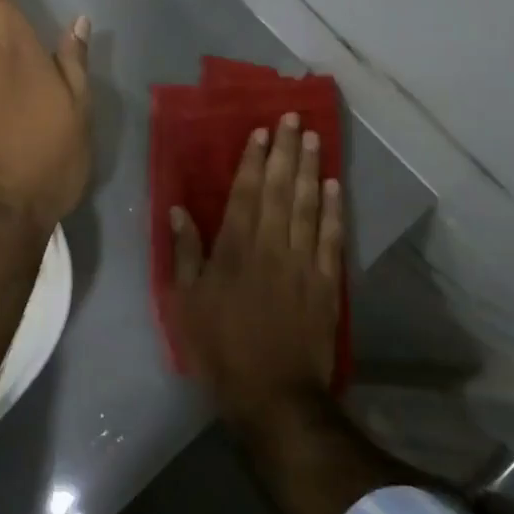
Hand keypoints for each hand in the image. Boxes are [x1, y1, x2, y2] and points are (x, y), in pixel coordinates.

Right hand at [169, 114, 343, 429]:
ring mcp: (303, 263)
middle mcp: (271, 247)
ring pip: (307, 206)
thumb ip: (185, 254)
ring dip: (311, 170)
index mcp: (235, 250)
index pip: (245, 193)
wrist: (274, 396)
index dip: (254, 160)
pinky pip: (331, 238)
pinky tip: (335, 187)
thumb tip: (179, 210)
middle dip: (286, 151)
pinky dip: (333, 211)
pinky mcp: (326, 283)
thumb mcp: (186, 304)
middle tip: (294, 118)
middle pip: (279, 190)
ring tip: (314, 139)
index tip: (262, 131)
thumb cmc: (221, 349)